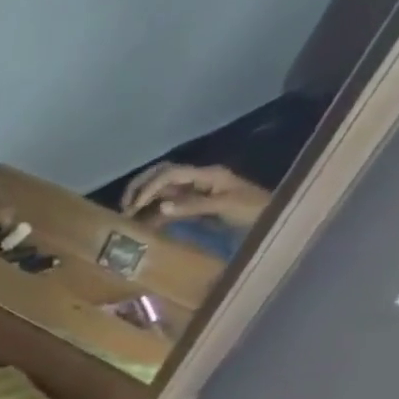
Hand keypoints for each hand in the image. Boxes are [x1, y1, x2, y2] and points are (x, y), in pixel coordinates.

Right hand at [121, 163, 270, 227]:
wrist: (274, 220)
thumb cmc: (254, 210)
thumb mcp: (225, 206)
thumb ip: (193, 206)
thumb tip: (160, 208)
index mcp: (206, 174)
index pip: (170, 173)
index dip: (148, 187)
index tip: (134, 207)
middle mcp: (197, 179)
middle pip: (160, 175)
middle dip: (139, 188)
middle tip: (123, 208)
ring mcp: (193, 192)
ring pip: (160, 189)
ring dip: (142, 200)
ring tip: (127, 217)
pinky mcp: (191, 206)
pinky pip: (165, 205)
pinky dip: (150, 213)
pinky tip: (140, 224)